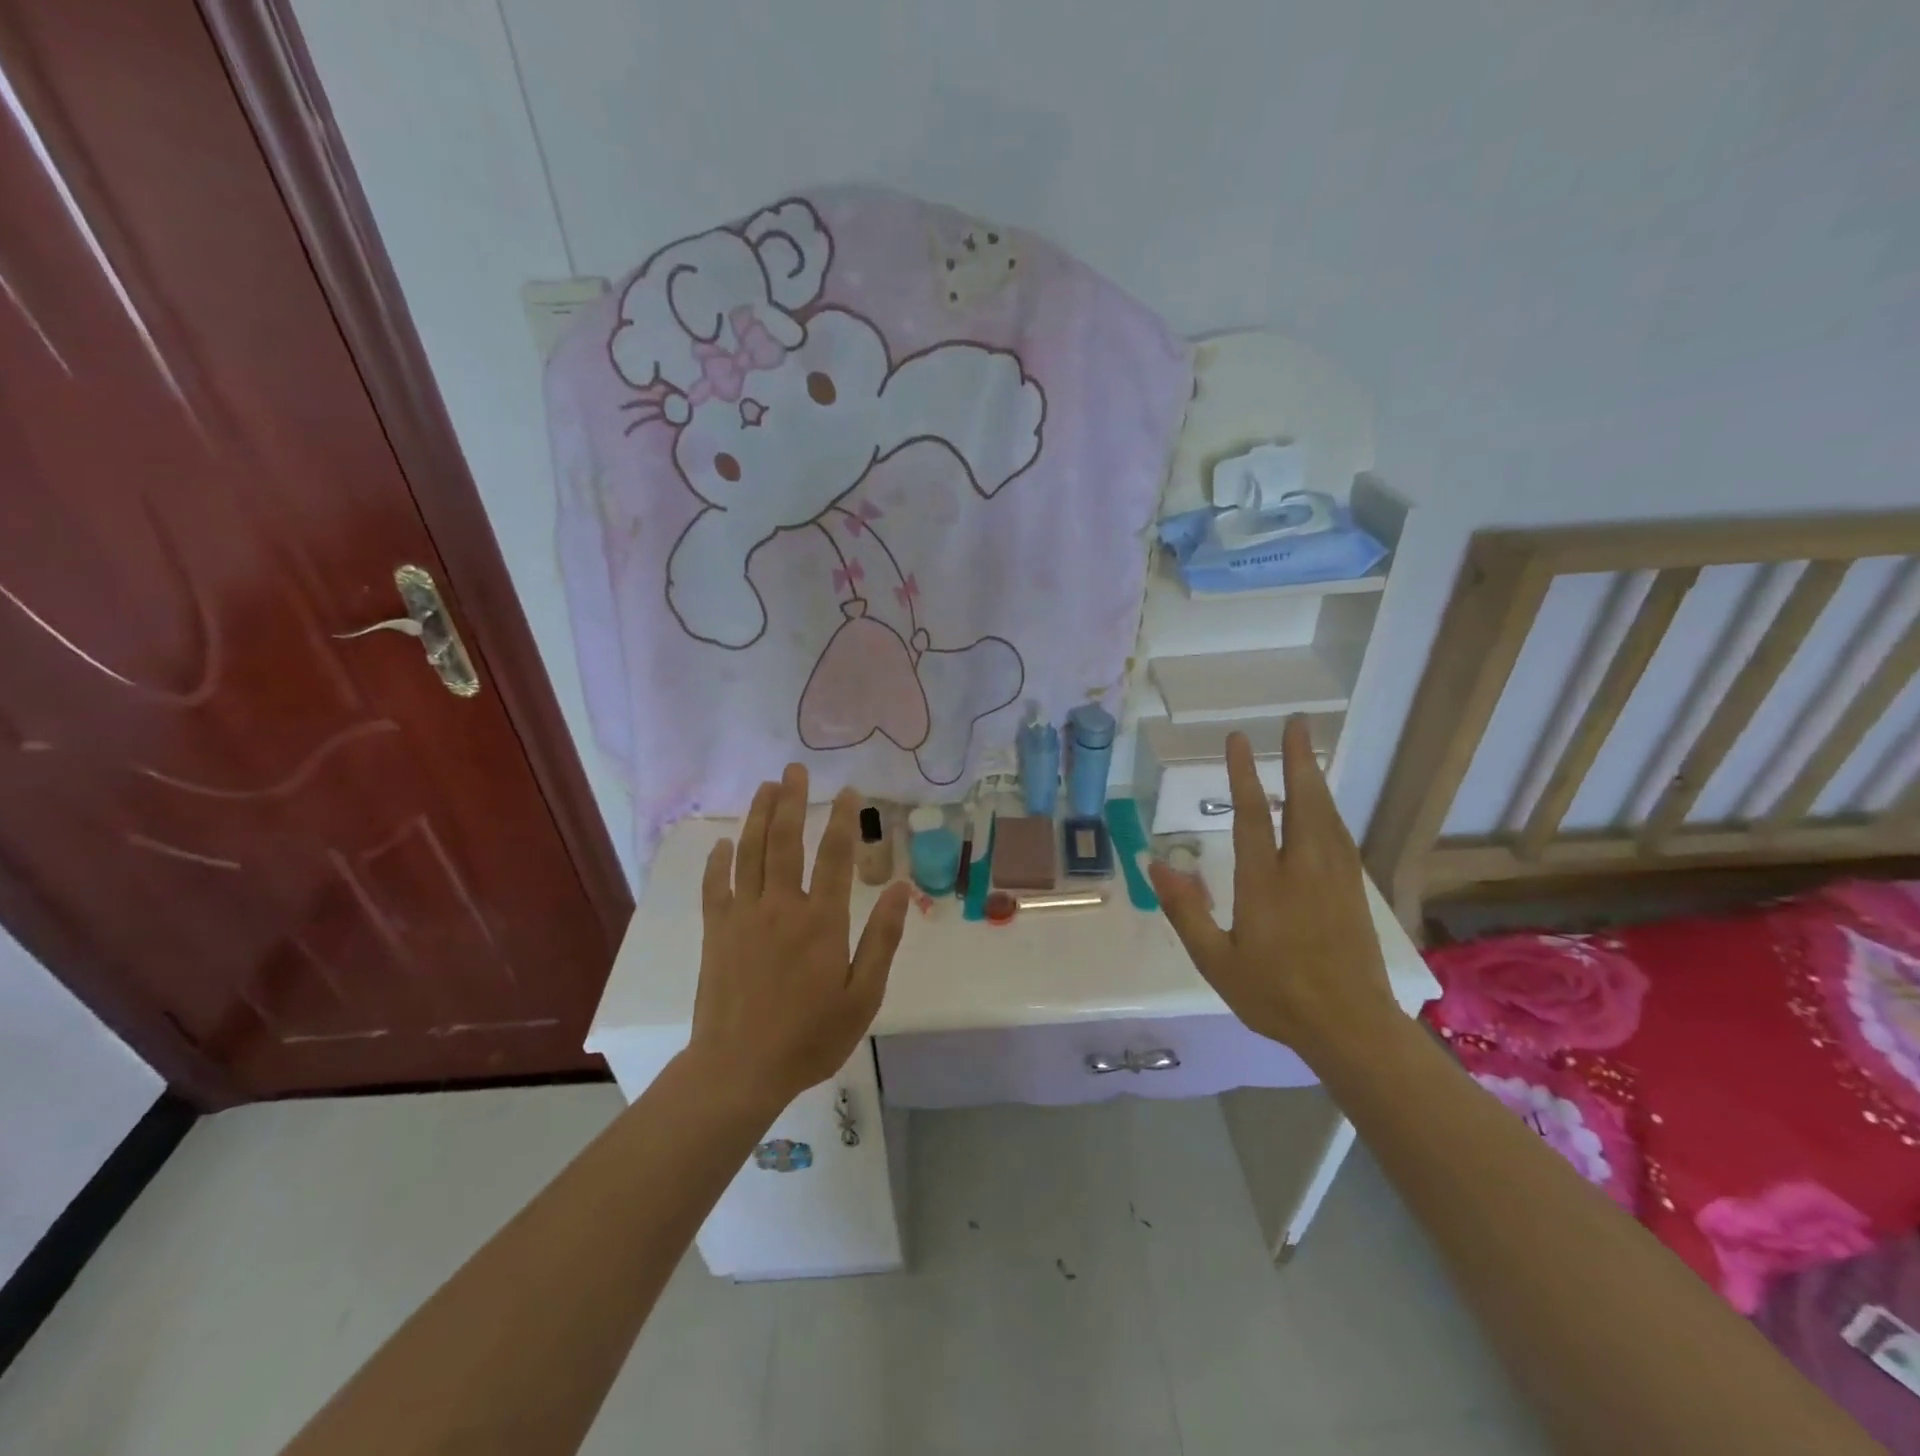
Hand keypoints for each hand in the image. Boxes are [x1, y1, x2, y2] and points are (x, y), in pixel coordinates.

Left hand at [690, 765, 911, 1108]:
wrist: (739, 1069)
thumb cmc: (810, 1036)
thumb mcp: (863, 995)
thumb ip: (883, 939)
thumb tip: (903, 890)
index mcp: (821, 921)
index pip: (835, 856)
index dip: (842, 820)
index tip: (847, 791)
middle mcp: (781, 907)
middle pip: (785, 842)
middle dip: (792, 802)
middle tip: (794, 770)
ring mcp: (744, 917)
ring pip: (750, 853)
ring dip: (758, 817)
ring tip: (765, 786)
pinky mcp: (717, 932)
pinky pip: (716, 887)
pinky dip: (719, 861)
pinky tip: (723, 842)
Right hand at [1148, 718, 1397, 1066]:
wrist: (1350, 1027)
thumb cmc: (1274, 995)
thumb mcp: (1216, 961)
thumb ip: (1186, 911)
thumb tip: (1155, 865)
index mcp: (1265, 883)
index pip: (1251, 817)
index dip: (1243, 775)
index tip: (1238, 740)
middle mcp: (1303, 870)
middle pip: (1302, 804)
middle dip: (1297, 761)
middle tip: (1296, 723)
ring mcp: (1335, 879)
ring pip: (1326, 817)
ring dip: (1315, 780)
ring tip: (1307, 751)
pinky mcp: (1354, 893)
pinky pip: (1341, 838)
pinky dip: (1330, 812)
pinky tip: (1326, 808)